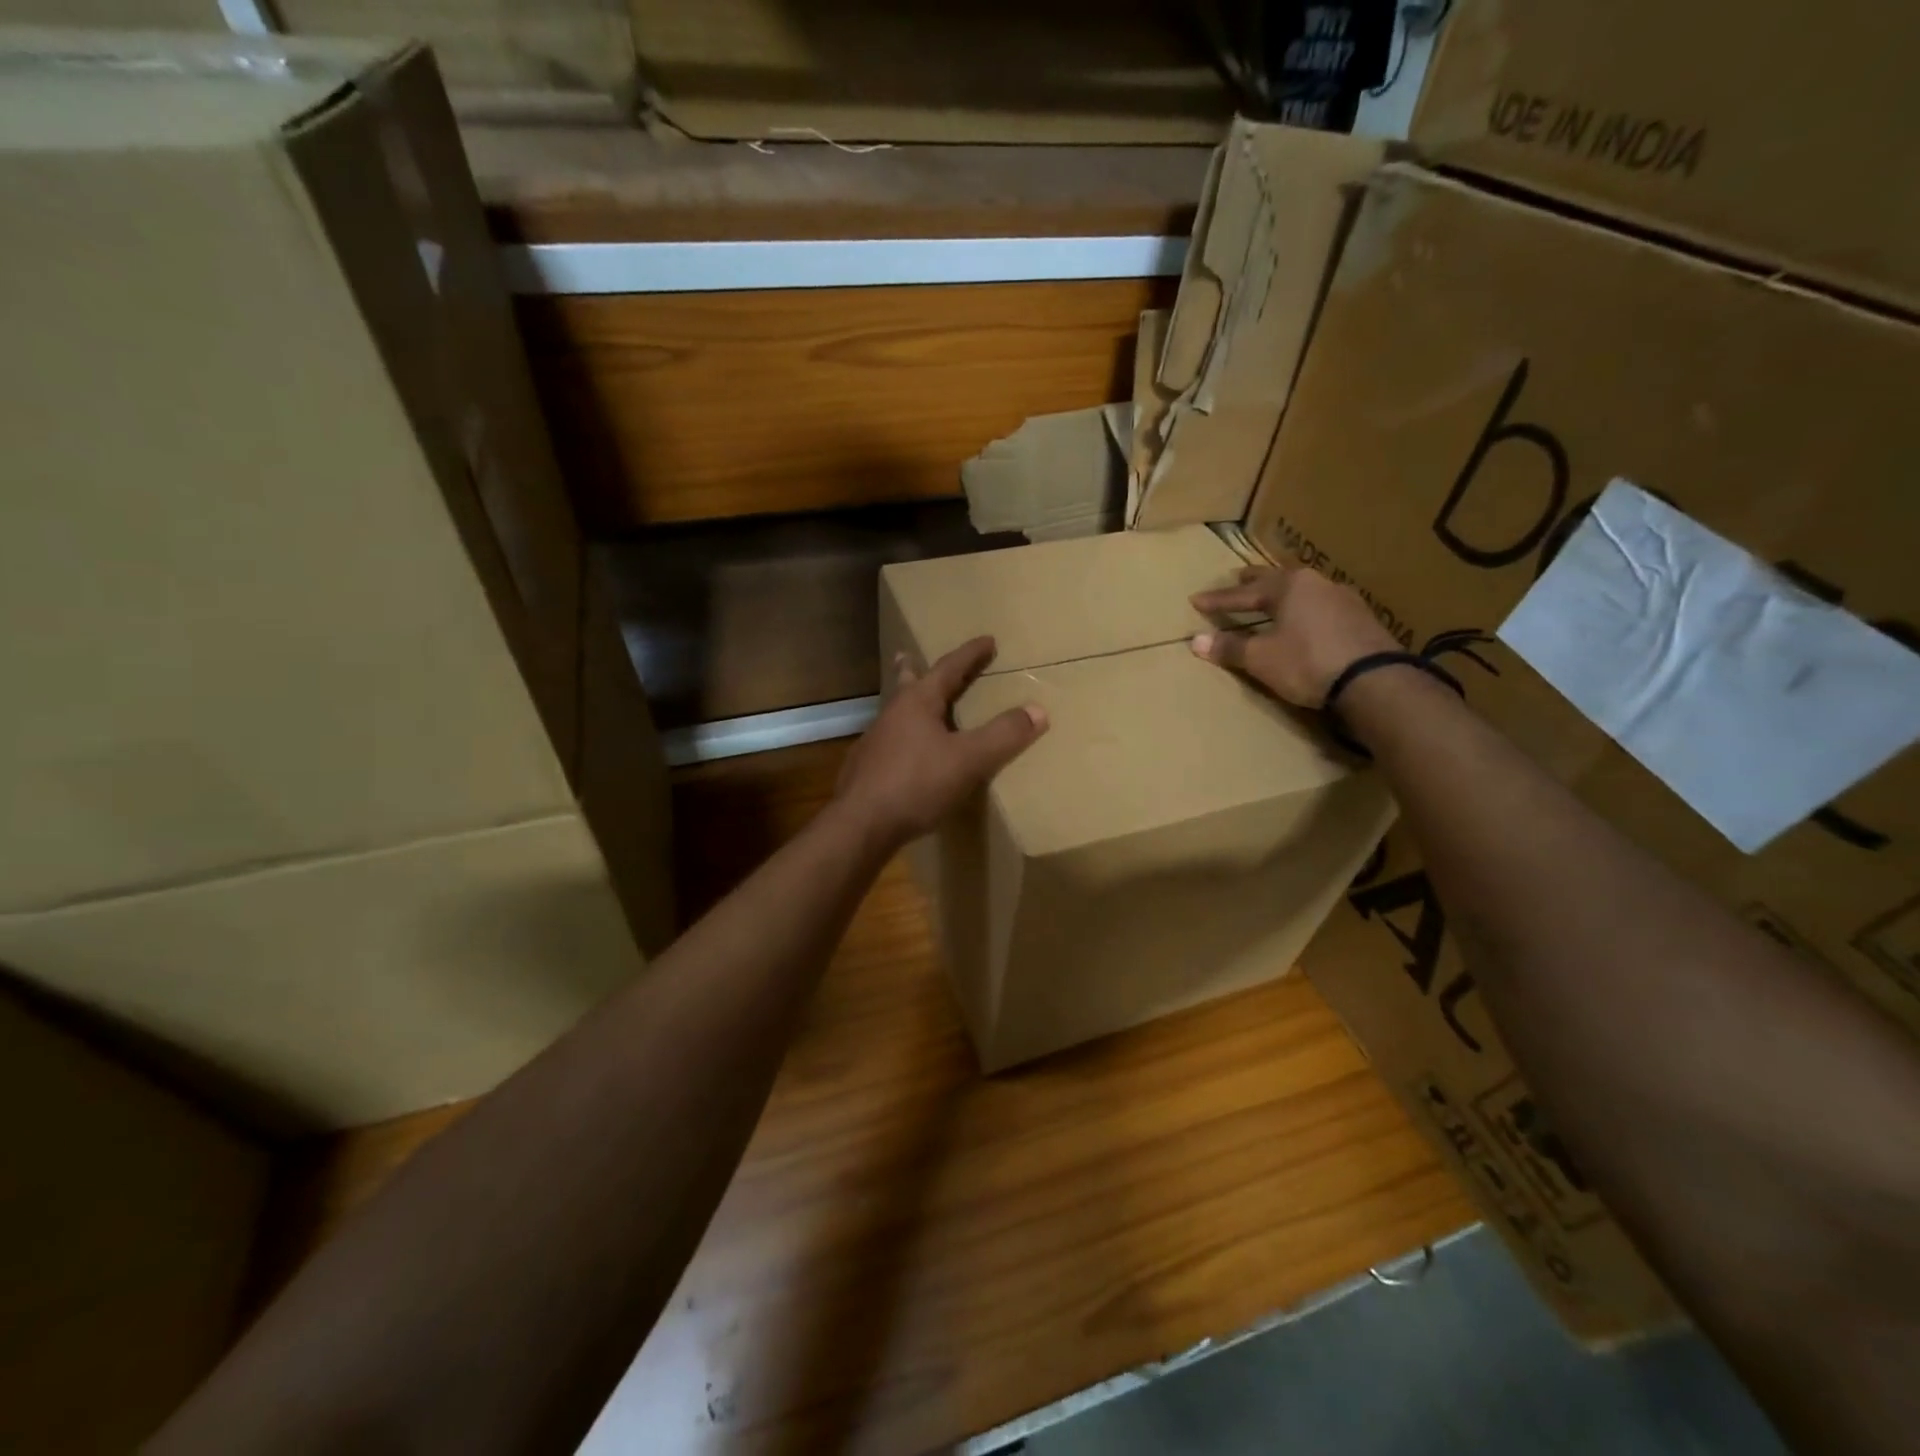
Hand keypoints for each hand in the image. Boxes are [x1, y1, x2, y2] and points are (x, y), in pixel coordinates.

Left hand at [834, 636, 1047, 847]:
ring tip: (912, 704)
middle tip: (909, 654)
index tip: (987, 640)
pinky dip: (901, 738)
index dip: (970, 654)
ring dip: (906, 704)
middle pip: (907, 684)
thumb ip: (1003, 735)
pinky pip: (888, 743)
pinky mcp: (865, 770)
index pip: (948, 668)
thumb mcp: (969, 760)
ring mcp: (874, 742)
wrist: (861, 825)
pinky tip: (903, 754)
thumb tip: (1038, 710)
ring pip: (894, 714)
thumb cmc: (917, 784)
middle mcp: (891, 715)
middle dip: (914, 669)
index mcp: (917, 703)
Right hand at [1188, 564, 1398, 707]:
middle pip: (1277, 581)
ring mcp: (1344, 600)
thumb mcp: (1261, 658)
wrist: (1373, 679)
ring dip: (1284, 595)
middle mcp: (1317, 584)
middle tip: (1238, 578)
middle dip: (1254, 583)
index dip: (1218, 600)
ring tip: (1273, 599)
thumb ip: (1230, 648)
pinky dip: (1305, 610)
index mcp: (1289, 587)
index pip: (1243, 594)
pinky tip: (1307, 618)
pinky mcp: (1362, 620)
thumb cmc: (1307, 662)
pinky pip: (1323, 607)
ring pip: (1304, 591)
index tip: (1196, 600)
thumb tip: (1196, 641)